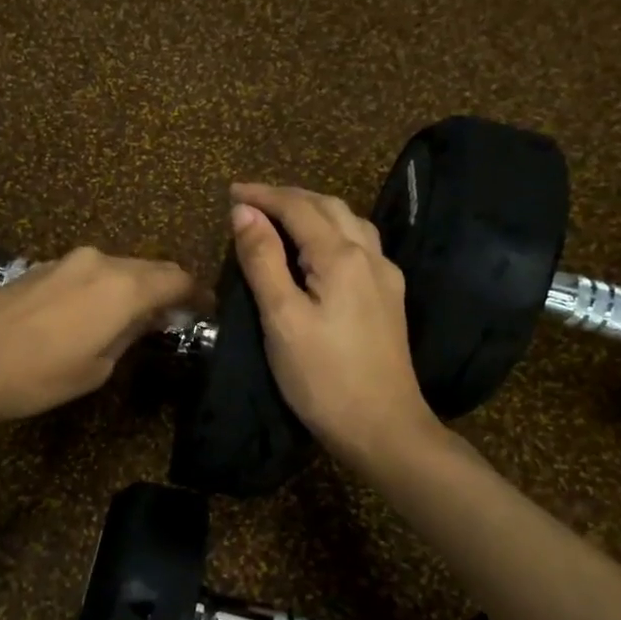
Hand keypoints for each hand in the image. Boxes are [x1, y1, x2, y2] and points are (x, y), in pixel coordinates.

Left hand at [0, 247, 195, 423]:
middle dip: (165, 288)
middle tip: (174, 314)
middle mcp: (100, 262)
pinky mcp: (40, 266)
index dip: (196, 293)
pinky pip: (87, 272)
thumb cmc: (38, 374)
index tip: (206, 308)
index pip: (176, 278)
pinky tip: (92, 312)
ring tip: (133, 316)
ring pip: (115, 268)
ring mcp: (66, 260)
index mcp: (124, 287)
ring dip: (131, 286)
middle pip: (148, 267)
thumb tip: (145, 319)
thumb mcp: (96, 368)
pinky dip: (102, 287)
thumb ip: (128, 335)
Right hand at [228, 183, 439, 465]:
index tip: (230, 192)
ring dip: (313, 209)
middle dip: (288, 197)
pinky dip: (332, 230)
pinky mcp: (389, 297)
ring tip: (281, 216)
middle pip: (328, 206)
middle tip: (251, 201)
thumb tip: (244, 212)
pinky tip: (321, 247)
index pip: (298, 208)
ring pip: (349, 222)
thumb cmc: (323, 377)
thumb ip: (263, 260)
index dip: (263, 195)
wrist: (383, 427)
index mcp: (341, 257)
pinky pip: (360, 244)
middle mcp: (369, 255)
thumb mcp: (281, 318)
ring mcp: (385, 276)